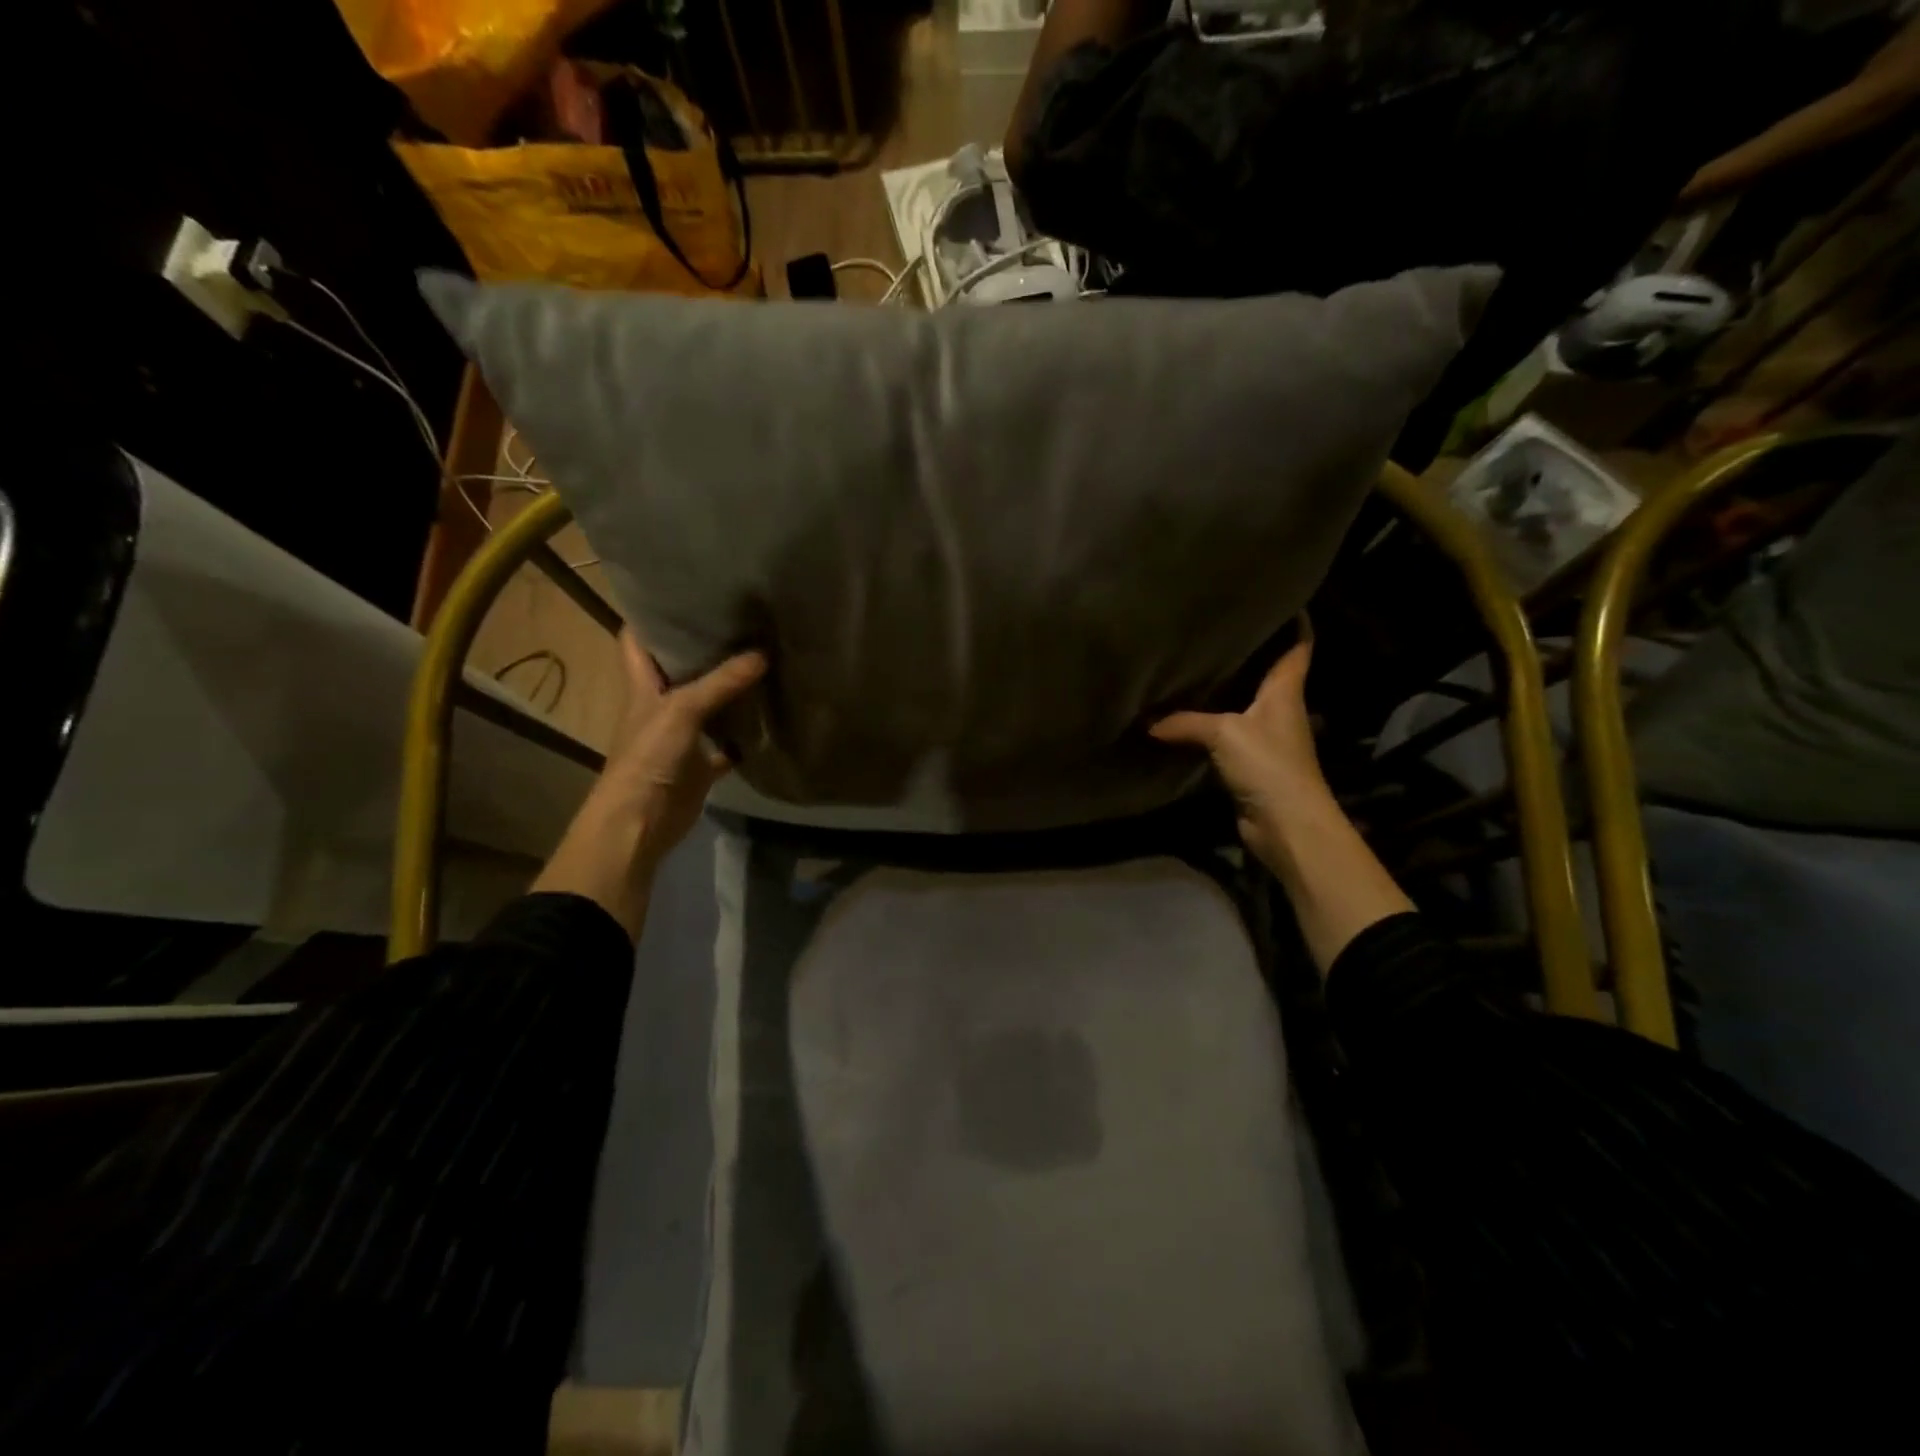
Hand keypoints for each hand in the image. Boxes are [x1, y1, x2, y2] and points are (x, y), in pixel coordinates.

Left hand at [532, 632, 765, 936]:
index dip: (650, 614)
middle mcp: (660, 703)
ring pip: (707, 702)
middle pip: (679, 667)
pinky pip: (728, 742)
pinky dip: (745, 732)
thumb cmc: (648, 756)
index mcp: (642, 684)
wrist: (641, 821)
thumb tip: (763, 653)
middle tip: (739, 618)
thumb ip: (721, 682)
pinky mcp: (701, 762)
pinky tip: (770, 713)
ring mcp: (682, 734)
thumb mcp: (682, 710)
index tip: (680, 591)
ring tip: (761, 653)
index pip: (636, 639)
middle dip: (703, 645)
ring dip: (729, 686)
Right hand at [1150, 623, 1325, 870]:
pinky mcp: (1250, 764)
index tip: (1282, 597)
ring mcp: (1266, 738)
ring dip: (1226, 688)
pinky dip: (1209, 724)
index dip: (1295, 620)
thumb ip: (1184, 721)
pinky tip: (1183, 716)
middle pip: (1268, 672)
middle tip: (1218, 625)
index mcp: (1286, 690)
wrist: (1287, 826)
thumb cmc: (1268, 765)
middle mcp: (1280, 709)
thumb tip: (1146, 720)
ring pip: (1244, 703)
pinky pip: (1226, 734)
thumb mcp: (1224, 733)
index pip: (1297, 646)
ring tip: (1194, 663)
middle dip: (1250, 650)